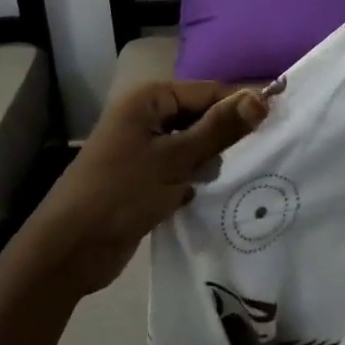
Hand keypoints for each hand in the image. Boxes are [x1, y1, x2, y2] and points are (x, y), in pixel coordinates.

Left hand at [13, 81, 269, 298]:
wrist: (67, 252)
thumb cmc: (120, 193)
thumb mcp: (175, 159)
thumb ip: (219, 128)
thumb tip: (261, 97)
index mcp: (149, 99)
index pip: (208, 92)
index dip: (240, 104)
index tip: (277, 122)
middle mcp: (146, 117)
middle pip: (201, 116)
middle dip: (226, 135)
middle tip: (263, 153)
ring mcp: (143, 149)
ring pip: (193, 145)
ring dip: (212, 160)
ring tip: (241, 174)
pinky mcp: (144, 178)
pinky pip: (181, 169)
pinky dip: (197, 179)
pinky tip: (215, 193)